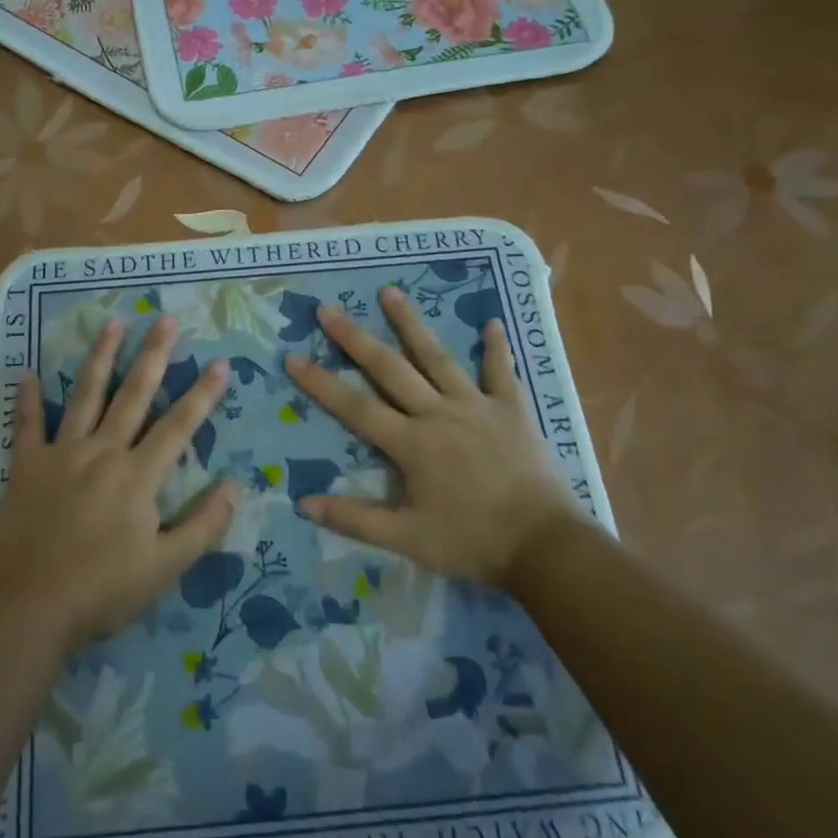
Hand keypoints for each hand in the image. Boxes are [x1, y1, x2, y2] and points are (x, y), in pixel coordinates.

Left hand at [0, 316, 235, 651]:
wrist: (31, 607)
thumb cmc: (103, 590)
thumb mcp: (166, 567)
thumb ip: (203, 525)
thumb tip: (234, 486)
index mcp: (138, 476)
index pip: (179, 426)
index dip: (202, 394)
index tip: (220, 363)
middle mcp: (103, 452)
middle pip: (134, 394)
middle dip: (153, 355)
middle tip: (166, 319)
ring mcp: (62, 454)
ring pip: (85, 395)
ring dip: (100, 357)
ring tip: (112, 323)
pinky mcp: (27, 466)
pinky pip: (27, 424)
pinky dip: (27, 397)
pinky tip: (28, 371)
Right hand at [284, 286, 581, 585]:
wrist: (545, 545)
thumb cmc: (472, 542)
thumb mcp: (407, 538)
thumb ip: (354, 519)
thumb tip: (302, 502)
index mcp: (411, 443)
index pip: (355, 407)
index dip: (320, 383)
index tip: (292, 357)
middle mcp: (438, 413)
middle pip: (389, 368)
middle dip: (354, 338)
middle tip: (327, 309)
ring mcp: (476, 406)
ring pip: (437, 357)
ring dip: (411, 323)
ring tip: (390, 292)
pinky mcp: (512, 410)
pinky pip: (501, 372)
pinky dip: (496, 348)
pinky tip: (491, 321)